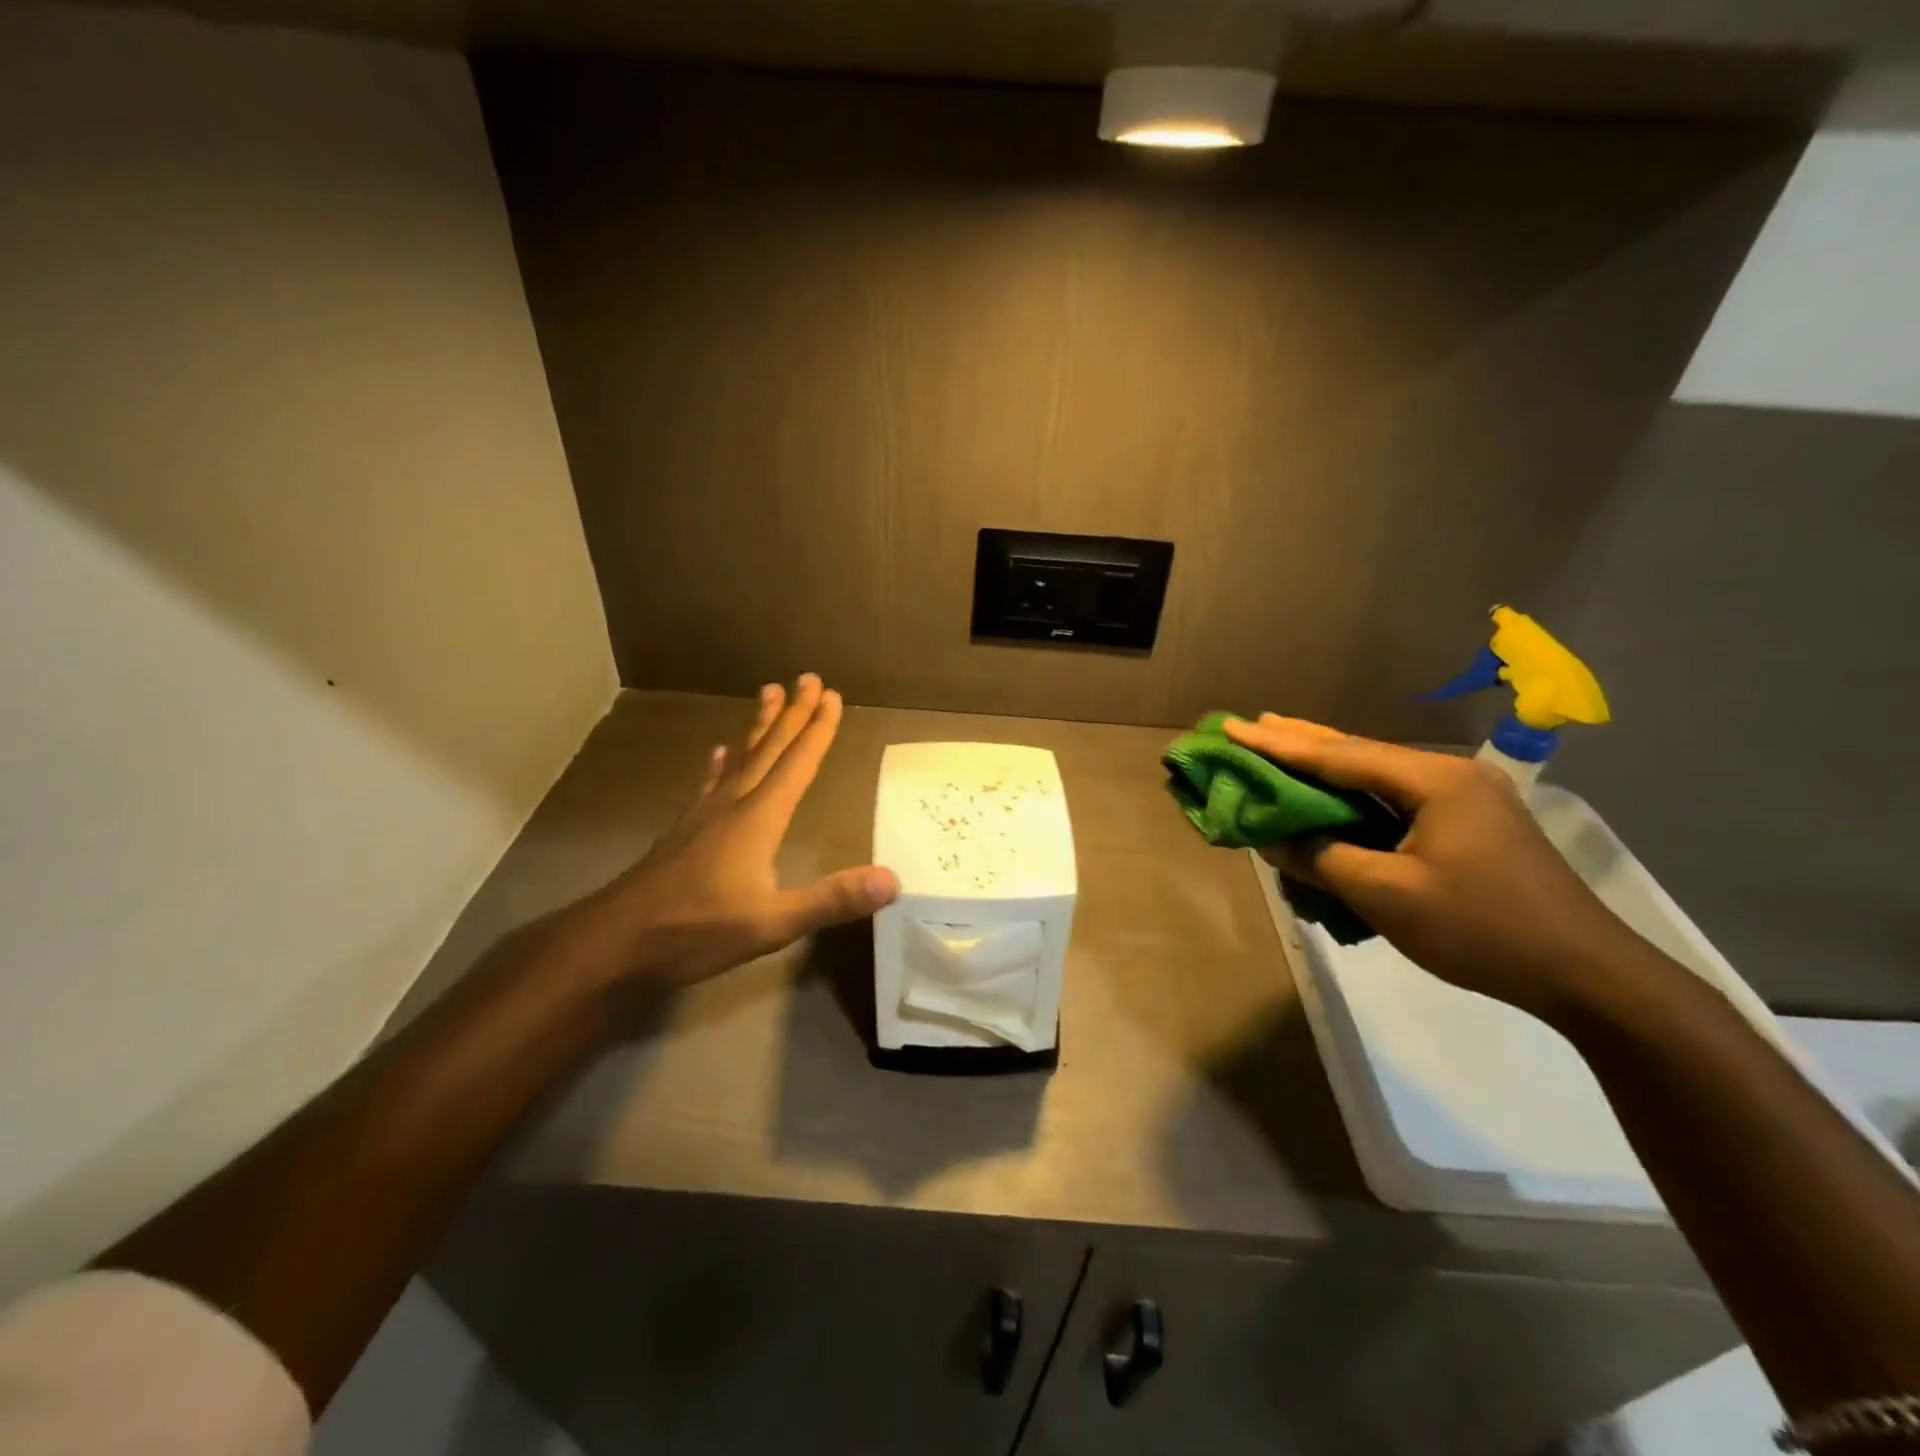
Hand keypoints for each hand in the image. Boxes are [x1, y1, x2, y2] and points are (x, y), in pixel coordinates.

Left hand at [573, 675, 899, 990]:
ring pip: (739, 758)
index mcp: (759, 818)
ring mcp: (703, 816)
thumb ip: (832, 899)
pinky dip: (718, 765)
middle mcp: (733, 805)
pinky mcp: (682, 831)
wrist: (612, 942)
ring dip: (758, 726)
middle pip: (769, 749)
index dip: (818, 730)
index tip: (832, 695)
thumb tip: (892, 880)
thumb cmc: (695, 929)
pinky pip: (708, 784)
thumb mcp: (772, 922)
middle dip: (792, 713)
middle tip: (807, 677)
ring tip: (768, 694)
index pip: (797, 764)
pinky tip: (716, 754)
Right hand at [1225, 714, 1645, 1020]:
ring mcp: (1466, 799)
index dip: (1279, 745)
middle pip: (1359, 753)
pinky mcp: (1471, 826)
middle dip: (1302, 740)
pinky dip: (1356, 799)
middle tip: (1252, 724)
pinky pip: (1397, 802)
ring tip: (1283, 748)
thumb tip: (1272, 839)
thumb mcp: (1387, 895)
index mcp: (1433, 781)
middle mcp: (1450, 776)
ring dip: (1328, 769)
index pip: (1338, 756)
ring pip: (1379, 776)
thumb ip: (1322, 860)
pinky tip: (1335, 798)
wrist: (1588, 976)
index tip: (1233, 727)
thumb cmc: (1482, 929)